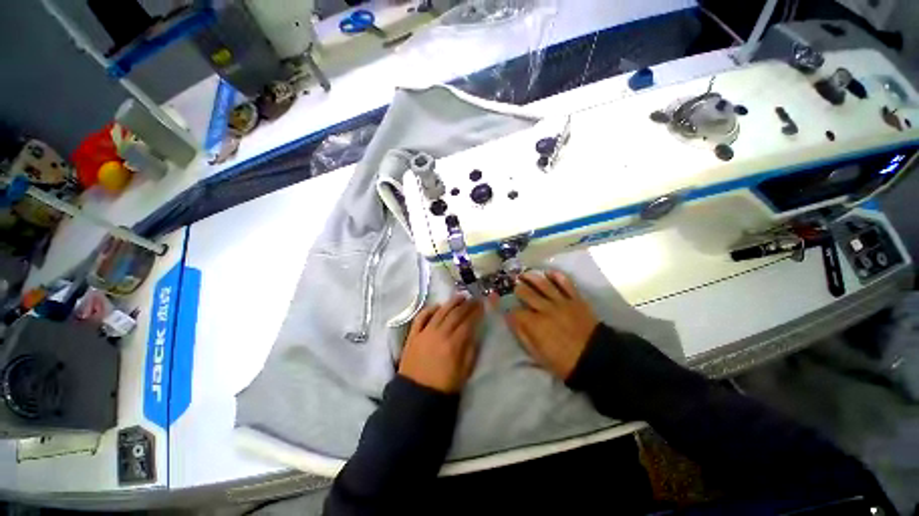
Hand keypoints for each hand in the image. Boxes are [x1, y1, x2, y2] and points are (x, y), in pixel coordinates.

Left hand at [399, 296, 484, 392]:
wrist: (416, 395)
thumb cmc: (444, 386)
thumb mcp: (464, 372)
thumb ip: (470, 350)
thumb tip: (474, 332)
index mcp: (453, 345)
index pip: (467, 322)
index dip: (476, 312)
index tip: (482, 305)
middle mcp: (439, 334)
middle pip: (455, 314)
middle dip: (466, 305)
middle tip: (474, 299)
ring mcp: (424, 333)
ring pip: (440, 312)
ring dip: (451, 302)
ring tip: (460, 297)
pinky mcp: (413, 335)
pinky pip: (421, 317)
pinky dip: (429, 310)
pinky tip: (437, 306)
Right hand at [504, 271, 598, 379]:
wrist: (596, 359)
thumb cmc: (563, 361)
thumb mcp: (537, 354)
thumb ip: (522, 334)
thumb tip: (510, 319)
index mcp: (535, 324)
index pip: (516, 311)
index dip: (509, 309)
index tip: (508, 308)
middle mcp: (545, 309)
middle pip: (526, 293)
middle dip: (518, 289)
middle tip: (515, 286)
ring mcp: (562, 302)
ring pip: (543, 284)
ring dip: (531, 277)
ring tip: (525, 274)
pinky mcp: (576, 299)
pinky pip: (565, 283)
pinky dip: (557, 276)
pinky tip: (549, 272)